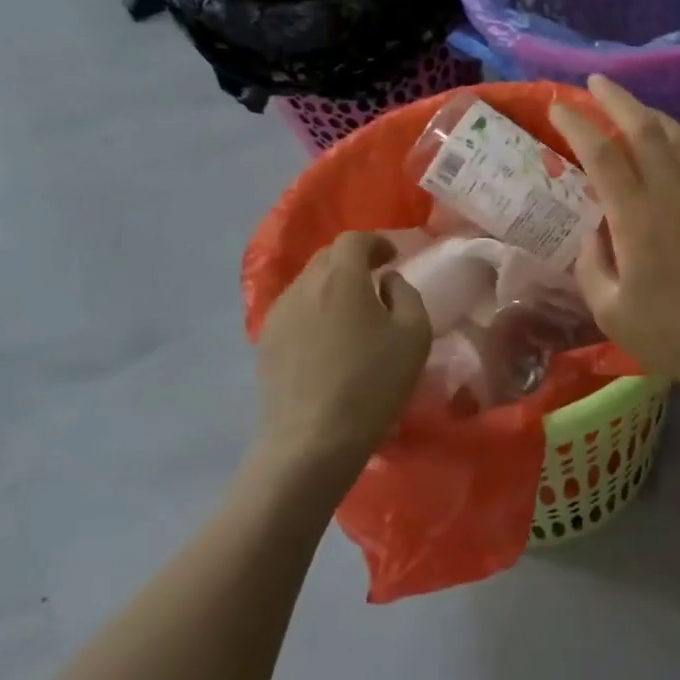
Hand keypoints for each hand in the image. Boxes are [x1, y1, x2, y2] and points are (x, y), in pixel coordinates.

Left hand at [257, 231, 431, 479]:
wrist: (313, 440)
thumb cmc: (373, 383)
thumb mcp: (414, 335)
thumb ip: (406, 294)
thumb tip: (388, 281)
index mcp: (341, 277)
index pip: (354, 239)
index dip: (376, 242)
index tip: (392, 258)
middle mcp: (303, 285)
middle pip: (327, 258)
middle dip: (353, 262)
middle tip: (375, 281)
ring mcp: (278, 314)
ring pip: (308, 284)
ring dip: (332, 287)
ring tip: (352, 313)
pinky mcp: (265, 342)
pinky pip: (294, 311)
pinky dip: (314, 311)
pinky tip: (328, 340)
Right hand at [550, 76, 679, 394]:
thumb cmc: (673, 333)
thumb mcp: (610, 310)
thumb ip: (590, 263)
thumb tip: (591, 229)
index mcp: (636, 217)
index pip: (601, 153)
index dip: (576, 123)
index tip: (557, 106)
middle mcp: (672, 192)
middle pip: (643, 127)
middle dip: (615, 98)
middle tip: (595, 83)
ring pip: (677, 136)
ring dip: (650, 112)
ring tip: (631, 107)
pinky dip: (678, 142)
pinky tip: (672, 148)